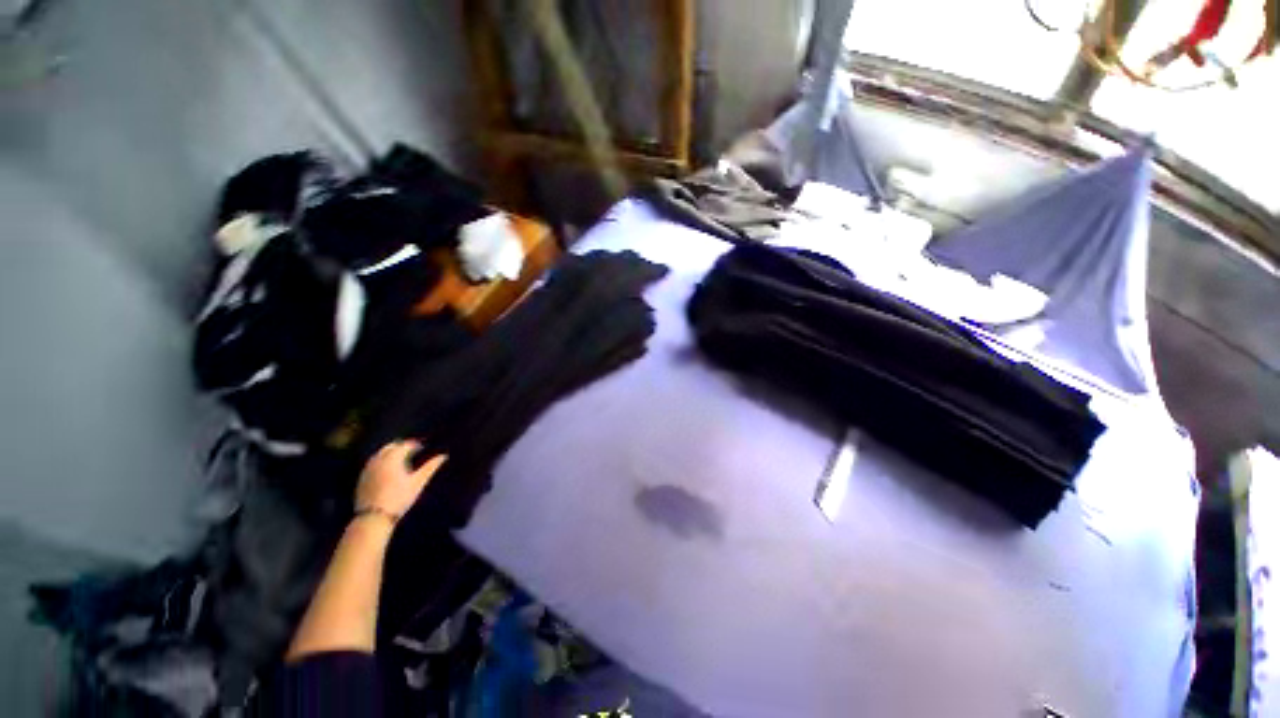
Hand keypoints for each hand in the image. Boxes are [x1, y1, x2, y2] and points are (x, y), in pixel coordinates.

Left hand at [355, 441, 445, 518]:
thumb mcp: (418, 482)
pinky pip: (372, 463)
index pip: (404, 445)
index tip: (422, 447)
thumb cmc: (399, 498)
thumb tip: (443, 456)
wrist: (373, 517)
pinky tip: (387, 469)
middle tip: (412, 451)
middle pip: (390, 446)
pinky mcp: (362, 478)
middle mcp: (378, 460)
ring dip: (390, 452)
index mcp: (393, 459)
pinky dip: (381, 461)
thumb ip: (430, 467)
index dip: (414, 445)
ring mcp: (368, 469)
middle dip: (401, 446)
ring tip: (401, 459)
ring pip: (379, 454)